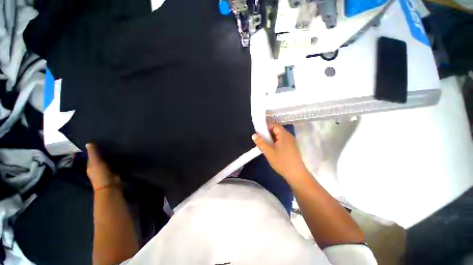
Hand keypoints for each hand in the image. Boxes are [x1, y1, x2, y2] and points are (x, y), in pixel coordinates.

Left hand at [86, 143, 119, 190]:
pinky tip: (120, 157)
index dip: (94, 150)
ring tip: (116, 149)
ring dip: (109, 157)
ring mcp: (105, 170)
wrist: (110, 186)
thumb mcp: (96, 162)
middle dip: (102, 153)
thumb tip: (88, 143)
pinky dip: (115, 161)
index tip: (100, 142)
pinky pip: (113, 164)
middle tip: (110, 144)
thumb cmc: (101, 174)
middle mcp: (96, 168)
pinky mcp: (113, 172)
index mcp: (90, 165)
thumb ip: (93, 153)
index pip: (91, 155)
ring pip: (106, 161)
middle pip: (99, 158)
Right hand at [252, 123, 308, 183]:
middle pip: (277, 130)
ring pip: (279, 136)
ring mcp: (291, 142)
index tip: (258, 131)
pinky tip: (271, 148)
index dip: (266, 126)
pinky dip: (275, 142)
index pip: (274, 125)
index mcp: (284, 135)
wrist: (296, 175)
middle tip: (260, 138)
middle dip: (267, 133)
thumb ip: (261, 143)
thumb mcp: (269, 152)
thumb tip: (254, 135)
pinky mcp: (291, 147)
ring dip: (271, 138)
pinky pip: (282, 140)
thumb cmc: (282, 162)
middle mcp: (289, 136)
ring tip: (264, 143)